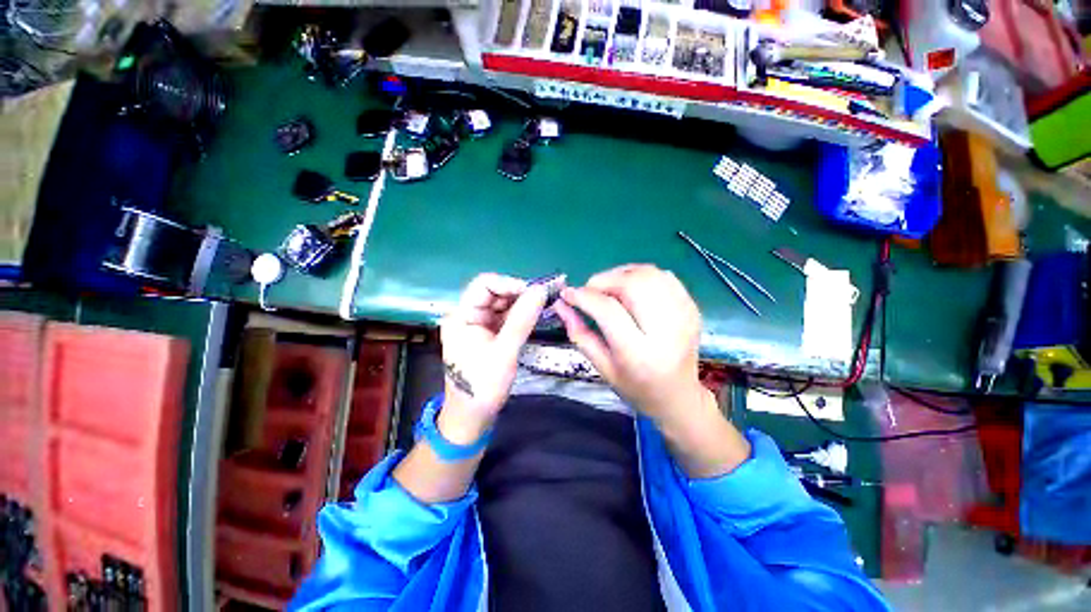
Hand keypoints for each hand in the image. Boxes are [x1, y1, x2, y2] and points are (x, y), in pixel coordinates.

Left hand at [438, 273, 546, 443]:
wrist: (472, 416)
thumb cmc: (483, 385)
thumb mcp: (504, 351)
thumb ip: (522, 319)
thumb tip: (541, 290)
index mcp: (462, 316)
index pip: (484, 285)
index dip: (510, 283)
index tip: (535, 292)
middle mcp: (469, 315)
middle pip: (495, 293)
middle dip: (519, 293)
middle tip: (544, 299)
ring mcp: (479, 325)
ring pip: (503, 304)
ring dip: (522, 303)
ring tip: (544, 306)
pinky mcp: (489, 335)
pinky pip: (506, 317)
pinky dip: (521, 315)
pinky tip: (536, 316)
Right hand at [555, 264, 749, 476]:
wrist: (678, 395)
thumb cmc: (636, 387)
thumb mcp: (602, 367)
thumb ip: (579, 334)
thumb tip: (561, 304)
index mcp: (639, 353)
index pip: (608, 310)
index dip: (584, 296)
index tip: (567, 294)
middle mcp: (666, 330)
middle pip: (632, 284)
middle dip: (603, 280)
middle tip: (590, 291)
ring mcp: (684, 315)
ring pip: (649, 273)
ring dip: (621, 274)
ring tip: (609, 288)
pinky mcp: (692, 307)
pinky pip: (664, 275)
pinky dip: (641, 275)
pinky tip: (631, 288)